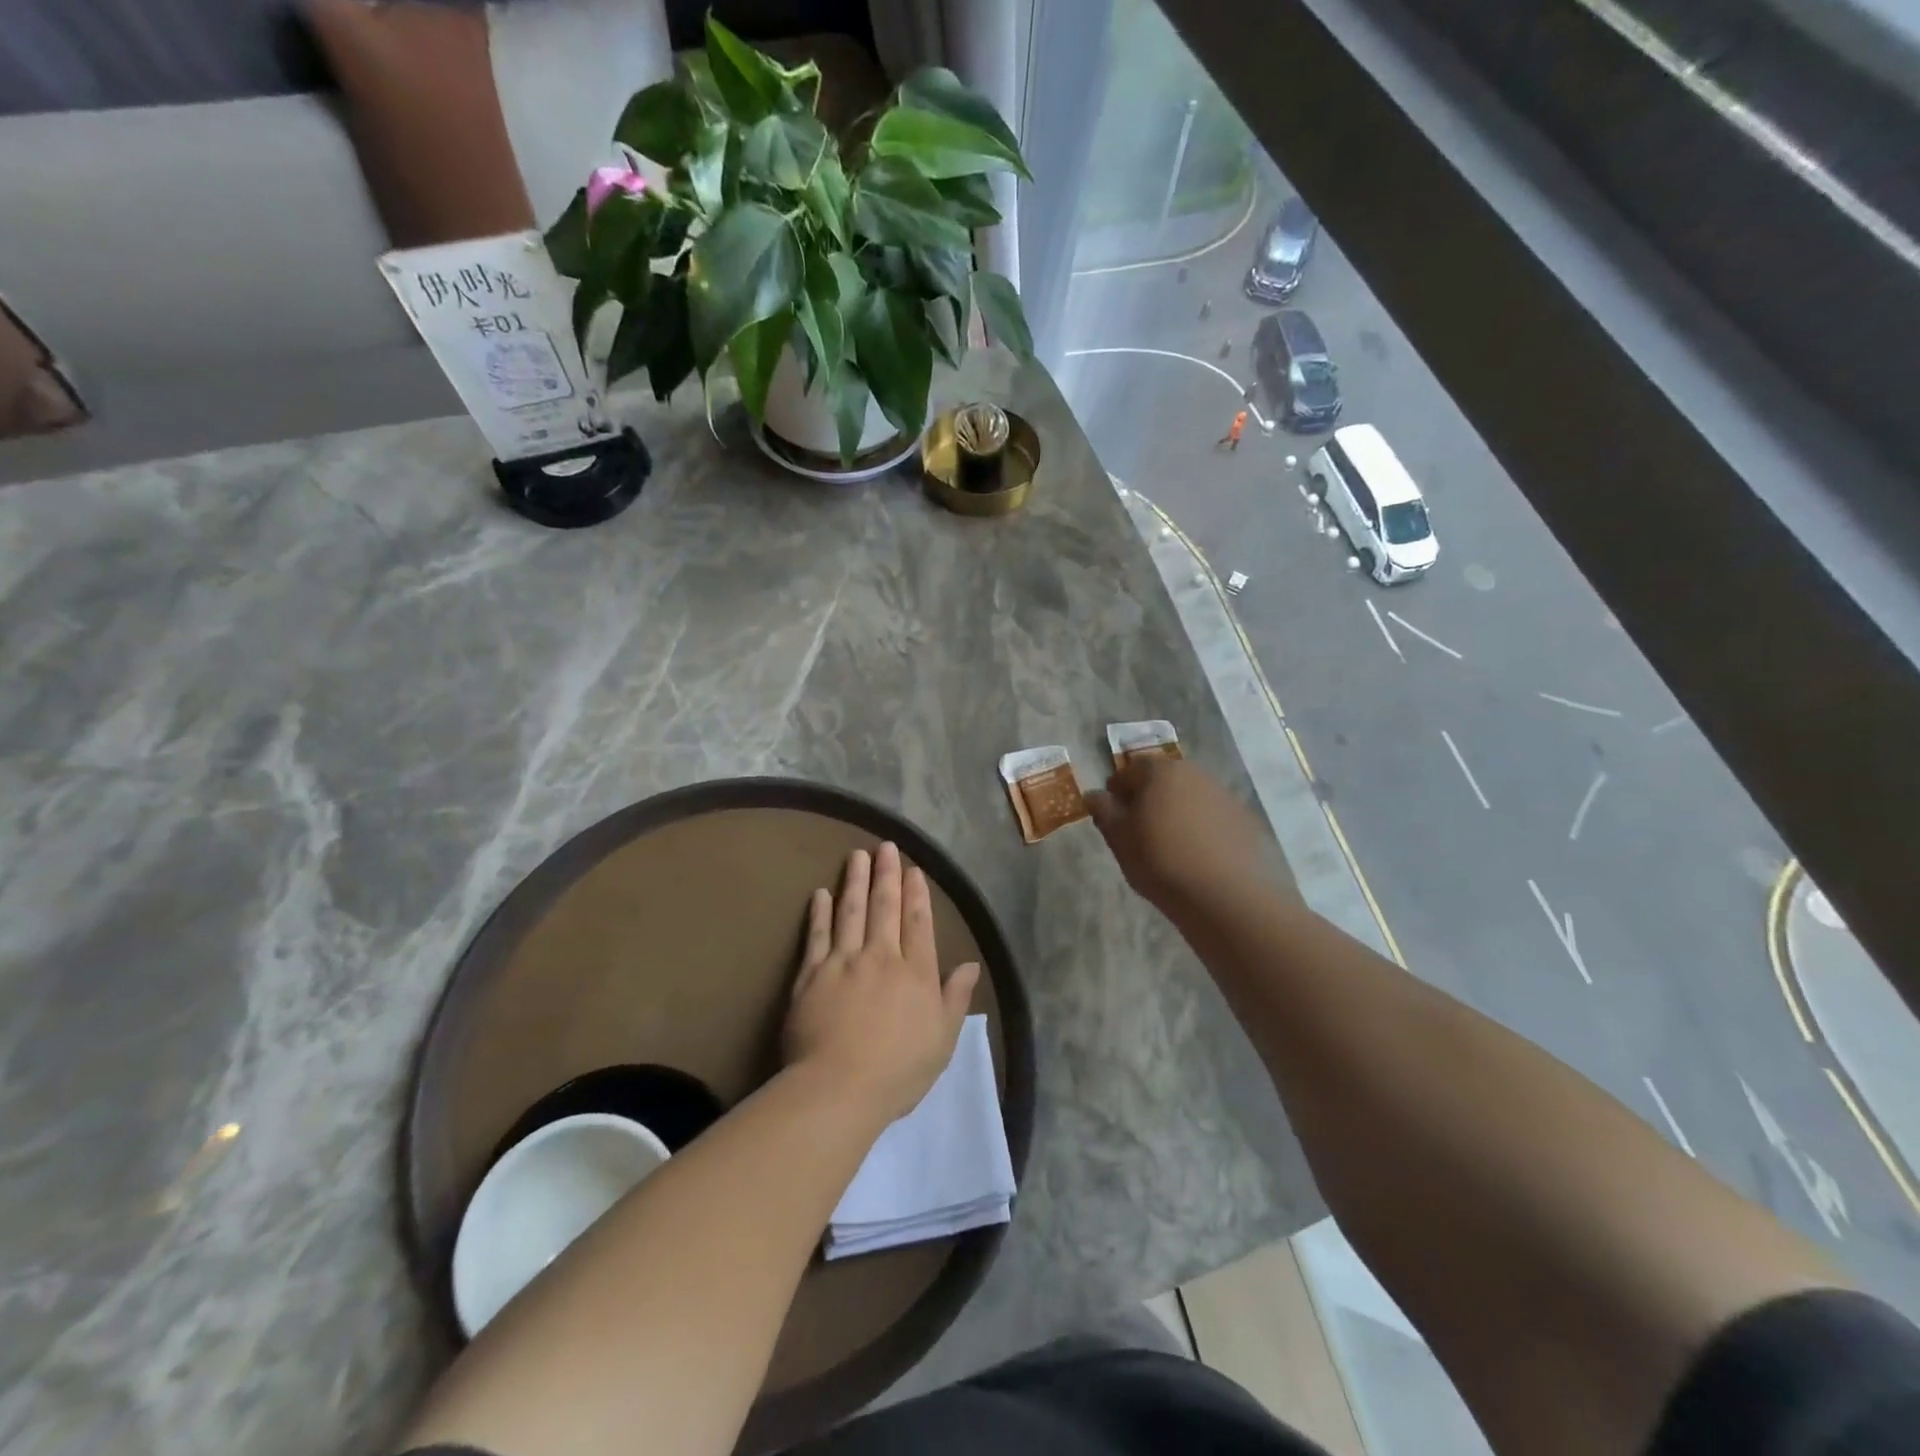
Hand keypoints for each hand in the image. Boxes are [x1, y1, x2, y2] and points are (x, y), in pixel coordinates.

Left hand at [783, 842, 980, 1121]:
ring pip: (852, 911)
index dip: (917, 894)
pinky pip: (818, 935)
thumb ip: (955, 999)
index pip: (918, 923)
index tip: (914, 870)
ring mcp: (843, 962)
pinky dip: (820, 912)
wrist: (838, 1088)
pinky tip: (821, 893)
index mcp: (916, 973)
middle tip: (886, 847)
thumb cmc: (898, 1071)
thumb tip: (970, 965)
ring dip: (855, 881)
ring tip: (857, 855)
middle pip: (885, 908)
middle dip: (887, 875)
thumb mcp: (942, 1041)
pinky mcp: (811, 974)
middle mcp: (881, 957)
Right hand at [1087, 755, 1265, 912]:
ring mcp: (1223, 795)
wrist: (1223, 895)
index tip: (1112, 814)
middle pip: (1163, 779)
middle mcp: (1194, 773)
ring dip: (1176, 811)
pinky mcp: (1243, 819)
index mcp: (1160, 772)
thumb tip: (1095, 795)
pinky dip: (1201, 827)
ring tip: (1169, 843)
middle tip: (1139, 829)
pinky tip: (1196, 854)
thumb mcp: (1119, 838)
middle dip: (1148, 797)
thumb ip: (1104, 811)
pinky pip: (1212, 816)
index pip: (1130, 770)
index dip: (1117, 790)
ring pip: (1189, 796)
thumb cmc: (1160, 860)